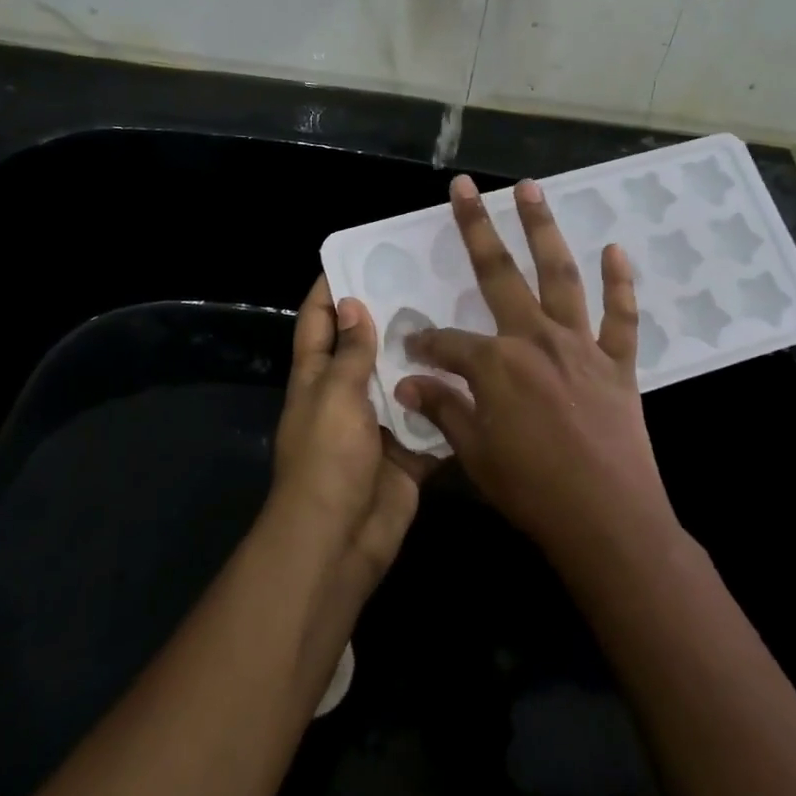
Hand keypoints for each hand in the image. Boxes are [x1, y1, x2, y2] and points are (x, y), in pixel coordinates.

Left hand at [272, 276, 432, 583]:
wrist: (341, 538)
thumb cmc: (327, 458)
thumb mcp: (334, 395)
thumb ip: (350, 352)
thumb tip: (350, 303)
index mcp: (317, 376)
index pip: (317, 321)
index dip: (330, 288)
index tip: (359, 256)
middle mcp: (346, 395)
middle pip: (366, 347)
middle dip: (390, 317)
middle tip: (428, 280)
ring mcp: (378, 424)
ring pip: (402, 381)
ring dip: (424, 358)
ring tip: (461, 316)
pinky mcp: (407, 452)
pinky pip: (429, 422)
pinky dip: (447, 406)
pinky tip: (479, 375)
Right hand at [393, 175, 676, 568]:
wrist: (609, 521)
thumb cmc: (533, 490)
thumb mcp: (475, 454)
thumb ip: (443, 409)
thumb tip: (408, 384)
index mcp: (495, 364)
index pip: (446, 343)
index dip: (425, 345)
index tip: (412, 349)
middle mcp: (535, 339)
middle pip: (499, 274)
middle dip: (476, 228)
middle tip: (464, 188)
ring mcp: (580, 346)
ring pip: (560, 275)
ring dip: (543, 230)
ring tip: (530, 189)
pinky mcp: (617, 363)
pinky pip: (621, 316)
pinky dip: (620, 283)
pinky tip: (615, 249)